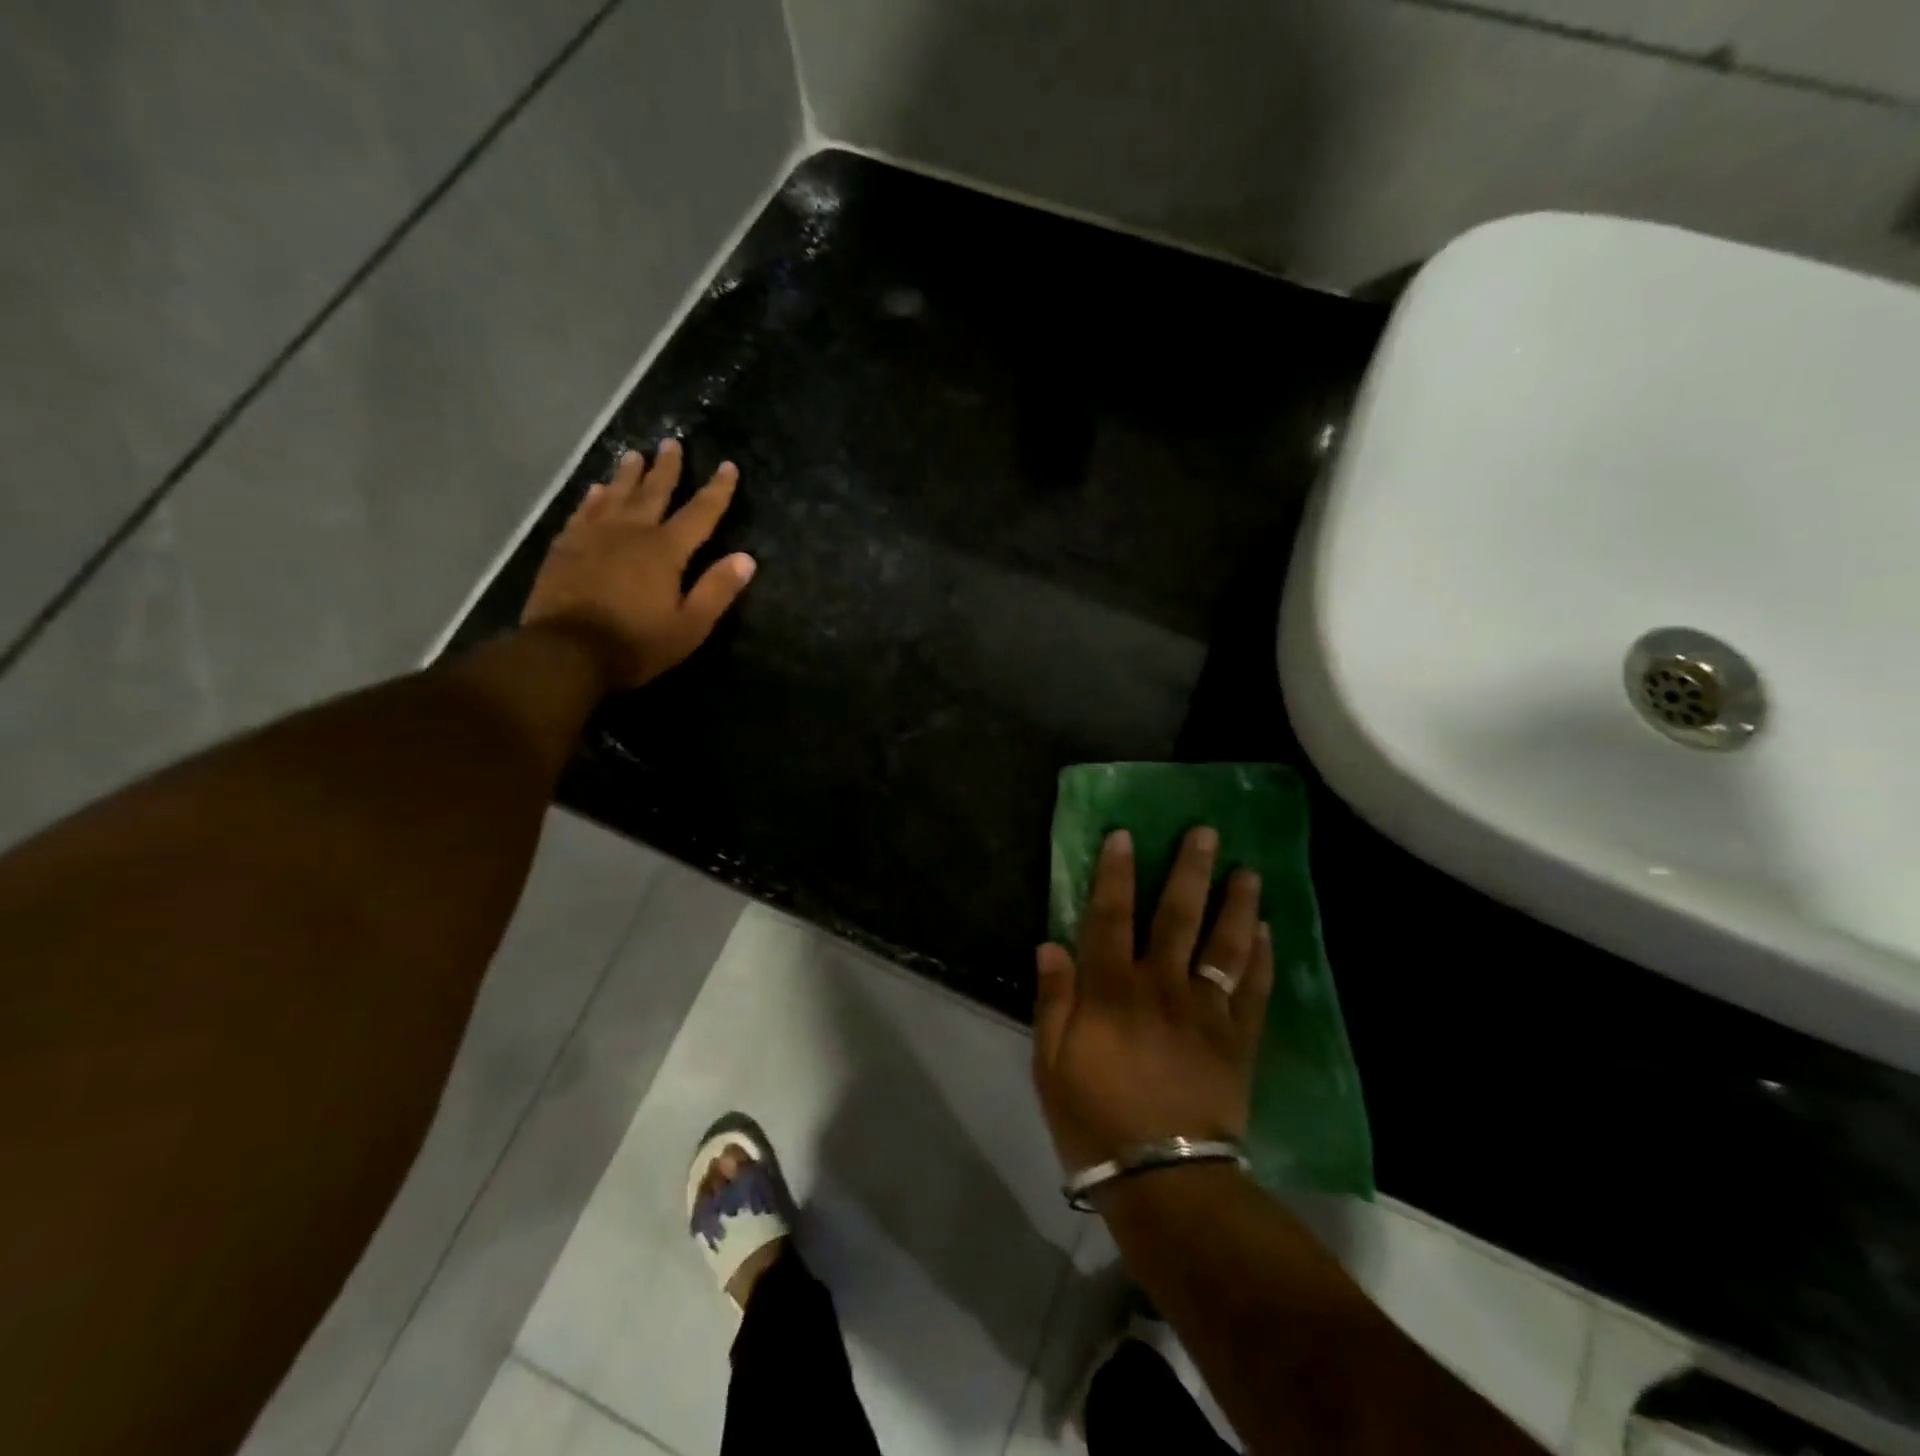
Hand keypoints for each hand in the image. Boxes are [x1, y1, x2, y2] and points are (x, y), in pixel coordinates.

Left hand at [521, 440, 755, 688]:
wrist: (566, 651)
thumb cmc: (636, 643)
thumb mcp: (689, 625)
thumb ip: (717, 590)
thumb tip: (747, 558)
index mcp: (666, 551)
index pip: (700, 513)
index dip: (717, 490)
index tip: (728, 466)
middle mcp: (631, 532)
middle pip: (654, 492)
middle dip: (667, 468)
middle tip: (672, 442)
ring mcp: (594, 536)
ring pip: (616, 495)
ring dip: (628, 474)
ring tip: (635, 454)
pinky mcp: (566, 547)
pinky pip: (583, 511)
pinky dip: (593, 498)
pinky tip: (596, 490)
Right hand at [1032, 827, 1273, 1174]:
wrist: (1164, 1179)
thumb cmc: (1095, 1119)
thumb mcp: (1051, 1064)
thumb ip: (1054, 1001)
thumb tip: (1051, 944)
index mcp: (1111, 989)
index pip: (1110, 916)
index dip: (1115, 873)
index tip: (1125, 835)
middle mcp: (1161, 986)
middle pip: (1177, 917)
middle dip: (1189, 871)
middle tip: (1205, 833)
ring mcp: (1206, 1012)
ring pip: (1224, 946)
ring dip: (1237, 905)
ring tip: (1249, 872)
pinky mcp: (1238, 1041)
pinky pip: (1255, 992)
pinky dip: (1264, 960)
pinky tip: (1270, 933)